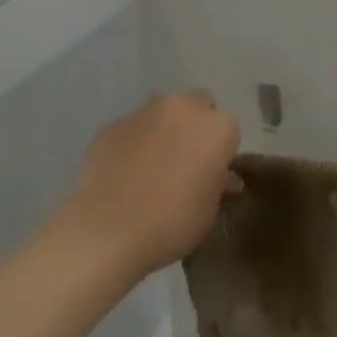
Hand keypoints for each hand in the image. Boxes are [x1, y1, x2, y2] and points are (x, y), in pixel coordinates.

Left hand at [55, 91, 240, 281]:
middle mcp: (182, 108)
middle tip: (187, 160)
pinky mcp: (112, 124)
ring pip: (163, 111)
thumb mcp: (209, 211)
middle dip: (196, 125)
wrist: (106, 231)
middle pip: (197, 105)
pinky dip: (134, 141)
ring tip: (153, 164)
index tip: (212, 172)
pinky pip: (132, 128)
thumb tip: (222, 177)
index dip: (221, 150)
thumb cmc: (172, 223)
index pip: (229, 129)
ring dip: (164, 128)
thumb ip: (218, 184)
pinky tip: (124, 171)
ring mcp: (143, 112)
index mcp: (216, 127)